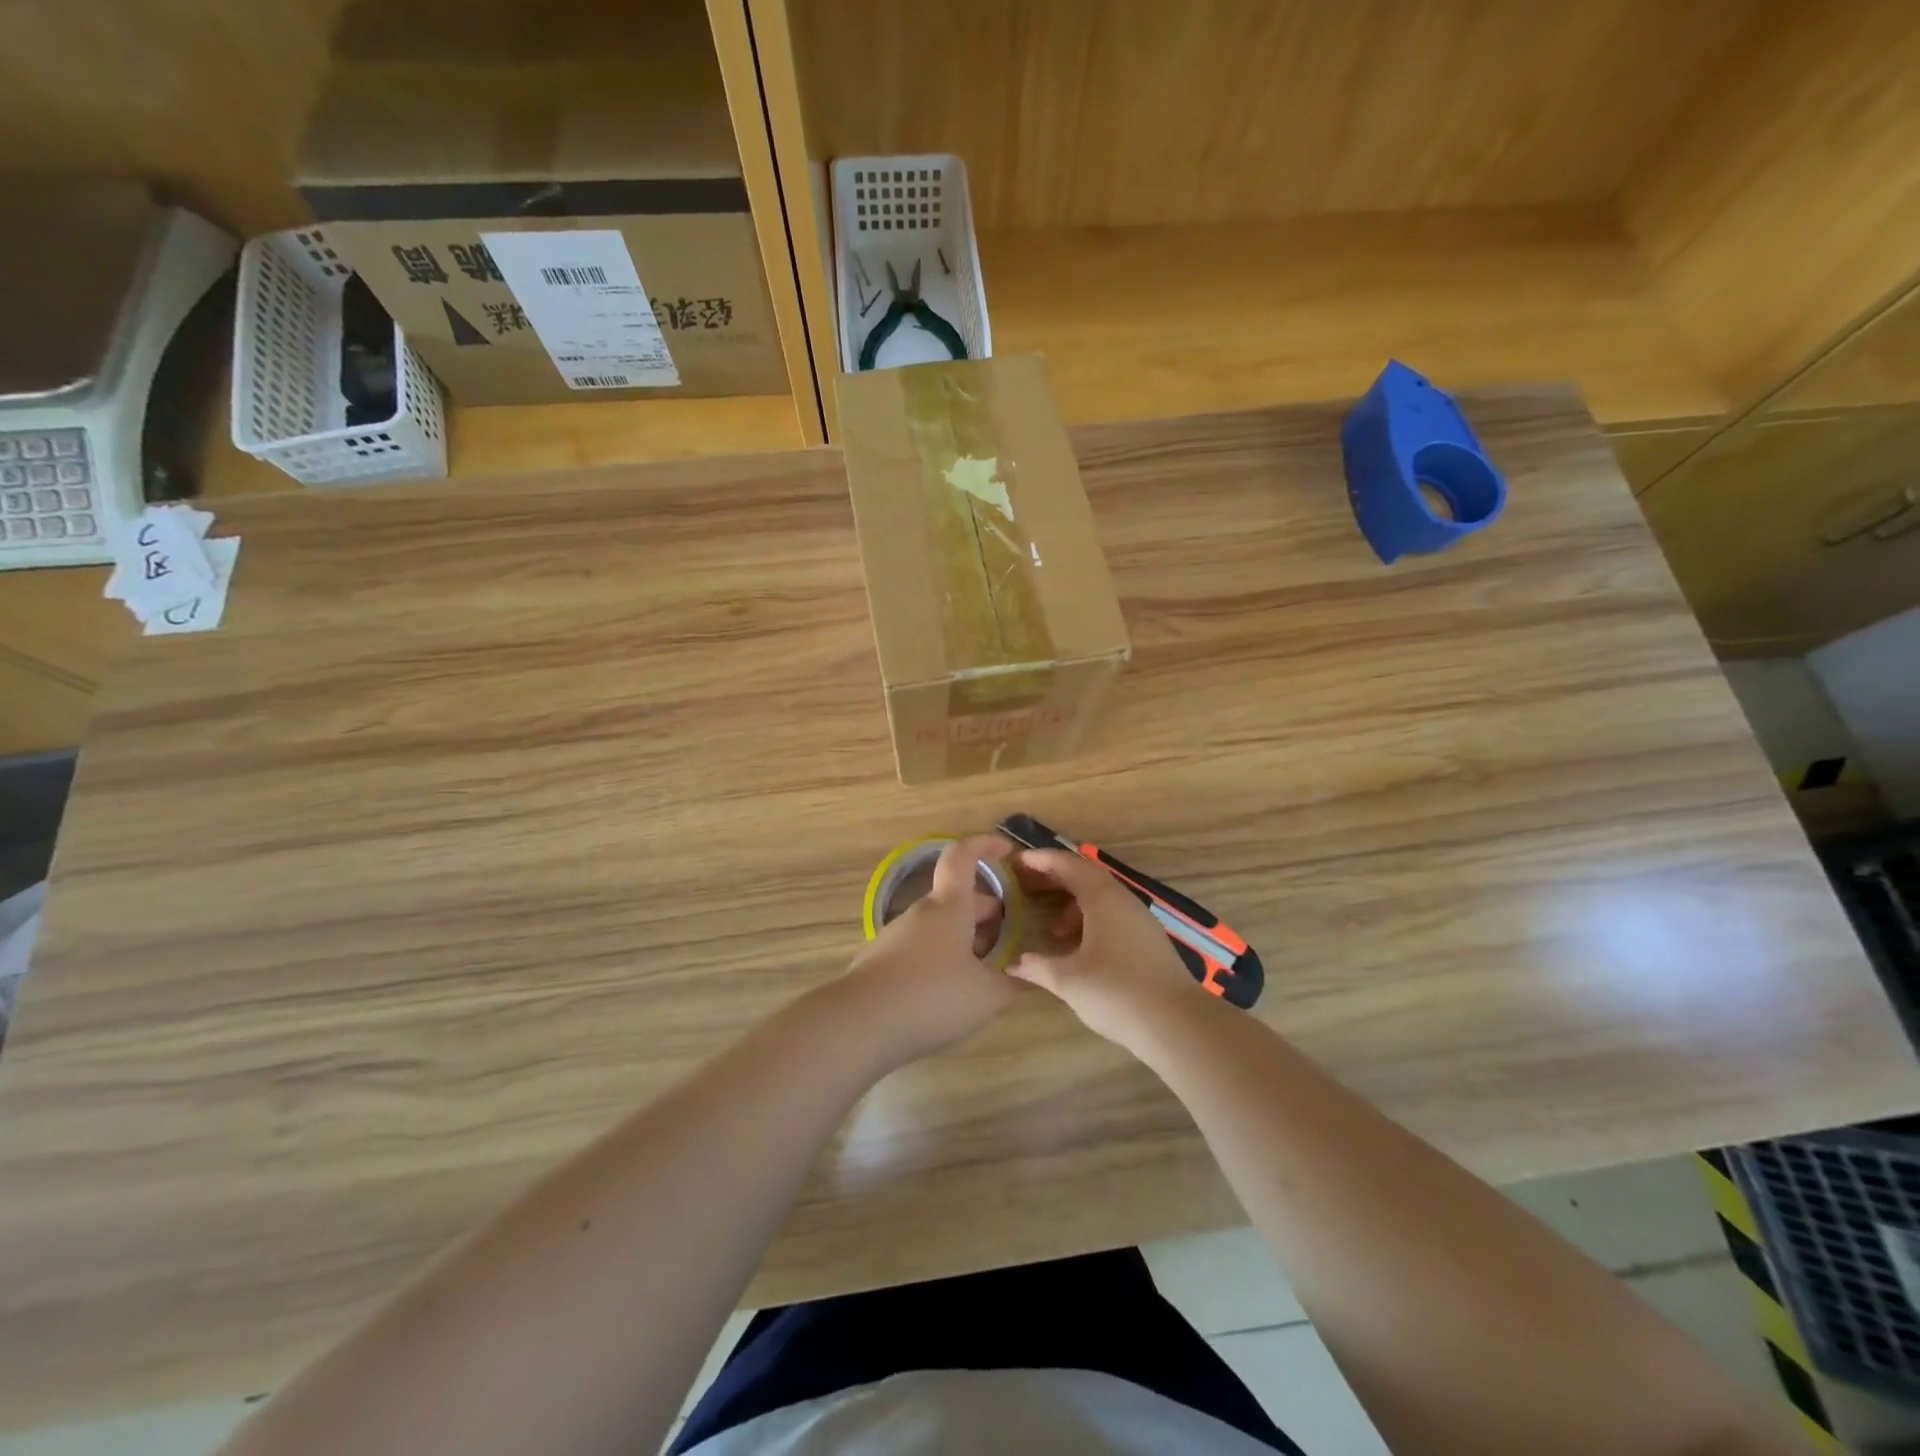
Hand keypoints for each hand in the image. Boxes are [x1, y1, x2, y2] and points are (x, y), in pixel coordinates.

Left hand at [841, 834, 1017, 1068]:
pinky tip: (950, 993)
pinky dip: (941, 958)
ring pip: (939, 926)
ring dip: (964, 938)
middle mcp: (921, 913)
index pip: (963, 856)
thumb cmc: (931, 997)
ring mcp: (897, 936)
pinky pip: (920, 949)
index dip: (985, 844)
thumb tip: (1027, 975)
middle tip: (1008, 934)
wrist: (859, 1025)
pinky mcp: (881, 962)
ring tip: (984, 970)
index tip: (1007, 850)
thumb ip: (1012, 983)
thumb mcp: (986, 996)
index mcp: (949, 906)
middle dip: (984, 910)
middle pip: (956, 898)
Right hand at [1009, 847, 1212, 1047]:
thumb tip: (1013, 962)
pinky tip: (1082, 949)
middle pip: (1085, 876)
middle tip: (1027, 887)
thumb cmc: (1116, 992)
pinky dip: (1092, 919)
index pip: (1068, 865)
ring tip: (1054, 930)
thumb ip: (1038, 966)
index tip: (1018, 862)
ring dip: (1074, 903)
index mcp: (1102, 898)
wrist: (1177, 1023)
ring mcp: (1140, 919)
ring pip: (1102, 897)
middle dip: (1055, 878)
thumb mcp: (1069, 980)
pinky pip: (1114, 914)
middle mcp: (1123, 900)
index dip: (1042, 860)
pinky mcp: (1149, 939)